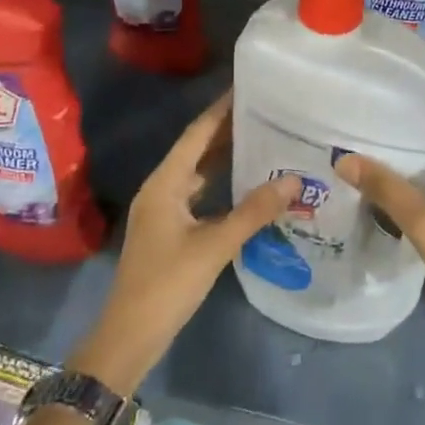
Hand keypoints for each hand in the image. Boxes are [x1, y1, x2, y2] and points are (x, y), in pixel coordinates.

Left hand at [70, 94, 298, 395]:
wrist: (130, 337)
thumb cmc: (168, 285)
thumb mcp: (215, 246)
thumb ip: (254, 211)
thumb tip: (294, 180)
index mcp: (164, 183)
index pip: (196, 134)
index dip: (221, 110)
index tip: (248, 87)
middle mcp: (161, 189)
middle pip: (196, 150)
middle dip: (227, 130)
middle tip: (266, 112)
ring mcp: (163, 211)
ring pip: (197, 172)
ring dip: (225, 157)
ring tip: (262, 140)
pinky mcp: (169, 230)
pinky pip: (198, 194)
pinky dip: (220, 184)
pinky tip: (245, 185)